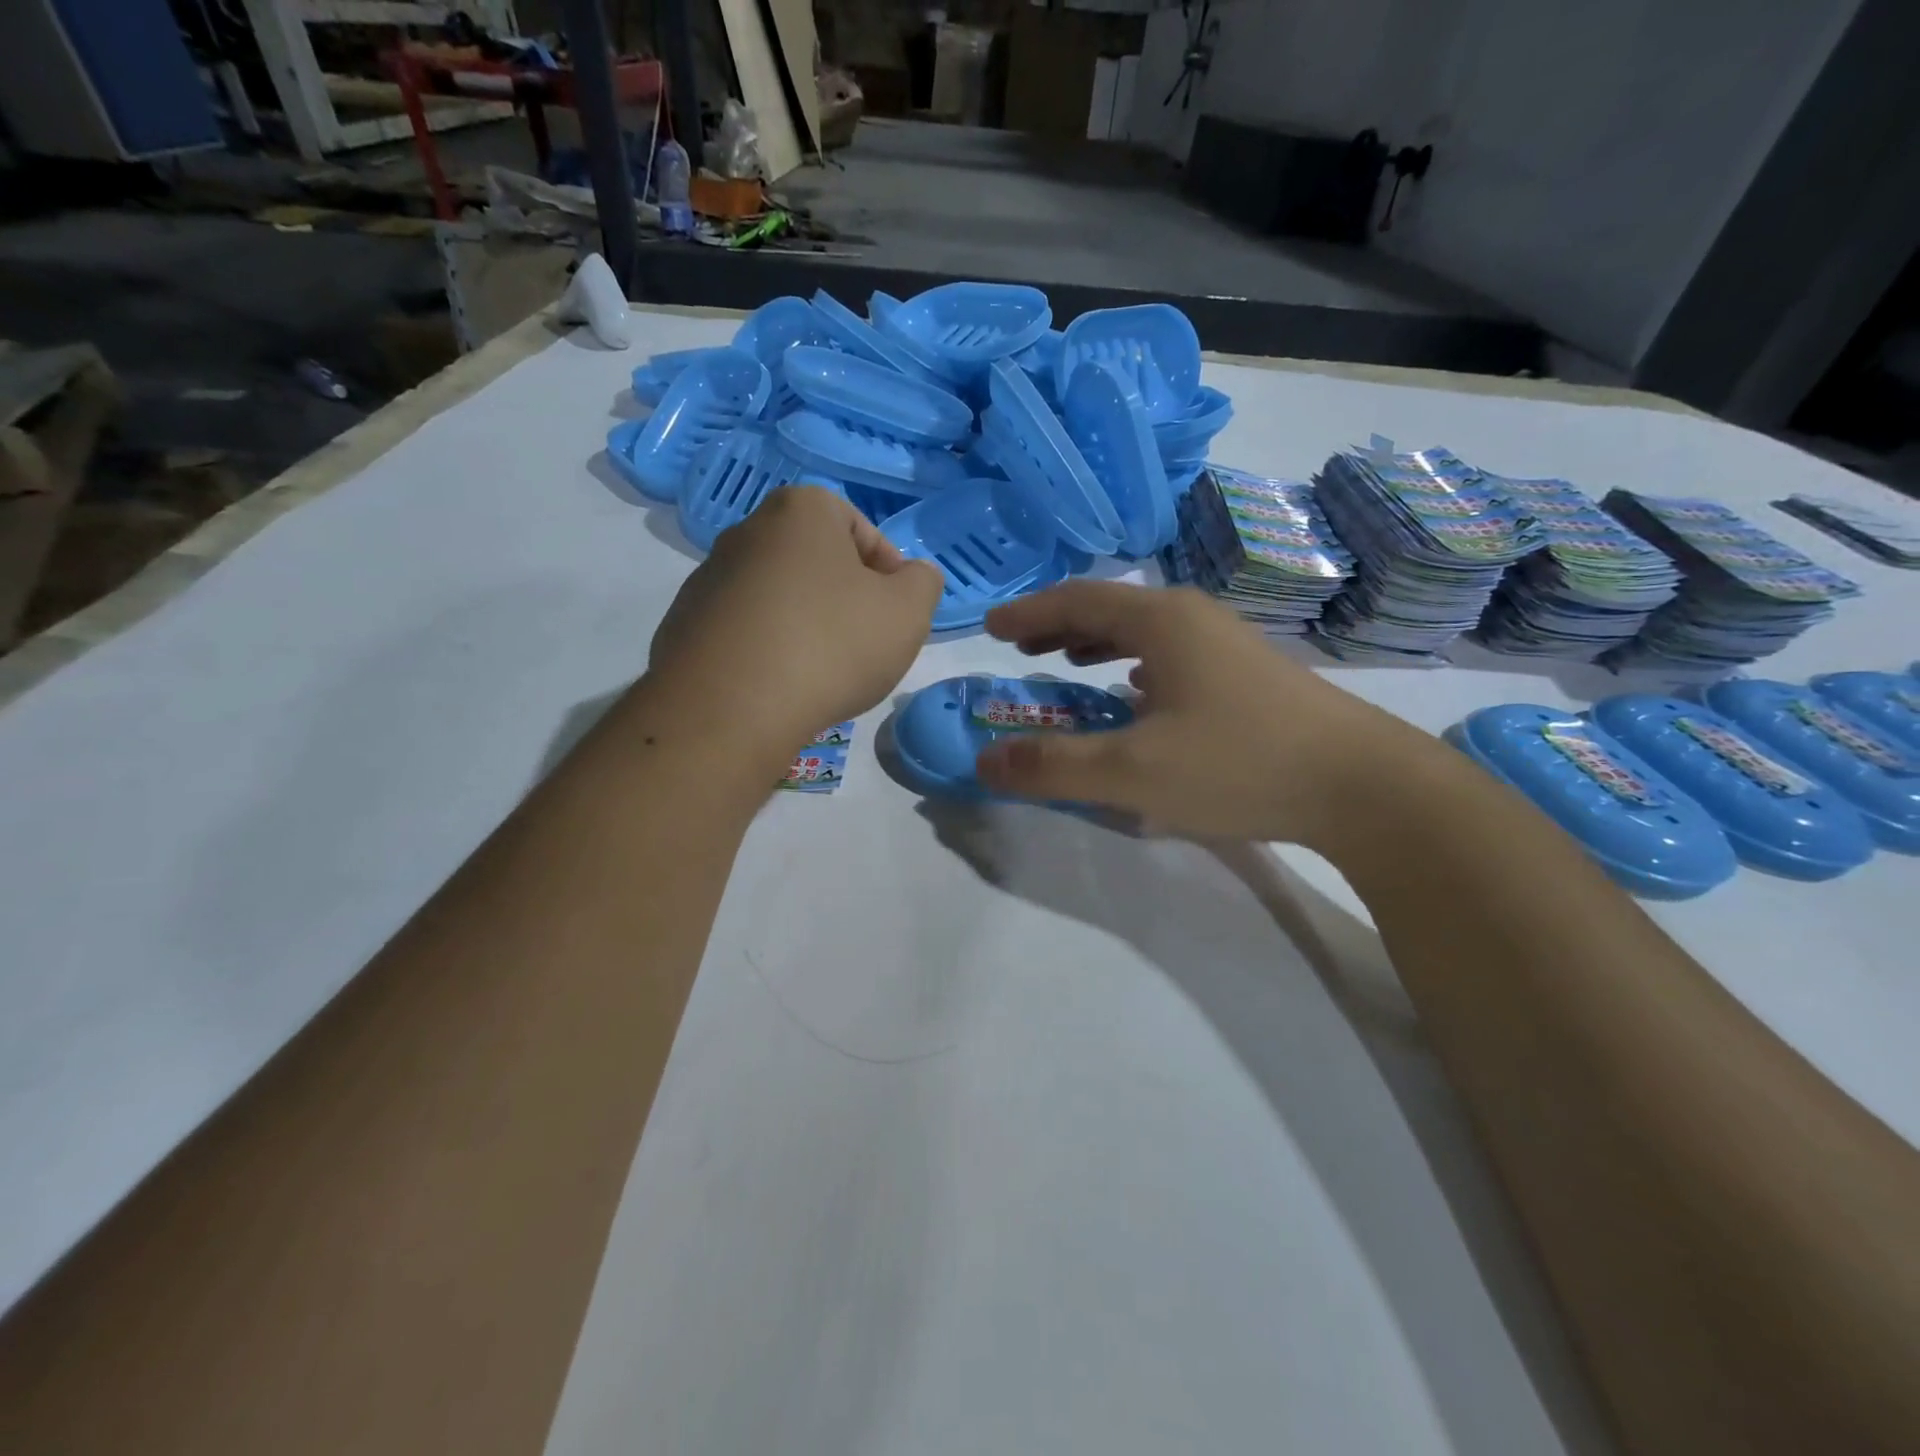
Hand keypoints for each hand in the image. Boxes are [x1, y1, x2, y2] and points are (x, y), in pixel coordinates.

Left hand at [647, 485, 943, 754]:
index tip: (896, 613)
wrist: (731, 708)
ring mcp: (708, 578)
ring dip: (805, 623)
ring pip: (778, 596)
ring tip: (822, 671)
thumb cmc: (832, 645)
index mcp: (800, 511)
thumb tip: (912, 576)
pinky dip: (767, 649)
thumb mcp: (908, 612)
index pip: (860, 528)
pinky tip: (780, 685)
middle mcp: (747, 531)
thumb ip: (923, 583)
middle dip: (845, 597)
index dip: (889, 571)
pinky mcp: (684, 625)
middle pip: (815, 561)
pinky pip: (744, 630)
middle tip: (864, 643)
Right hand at [976, 581, 1418, 845]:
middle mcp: (1193, 618)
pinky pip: (1171, 655)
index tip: (990, 626)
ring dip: (1097, 642)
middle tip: (1020, 646)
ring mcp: (1226, 645)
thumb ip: (1053, 765)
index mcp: (1162, 621)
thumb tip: (984, 761)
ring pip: (1144, 631)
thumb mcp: (1132, 773)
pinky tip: (1135, 693)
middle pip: (1111, 609)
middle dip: (1059, 625)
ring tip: (1066, 662)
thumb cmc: (1239, 764)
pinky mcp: (1248, 675)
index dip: (1028, 612)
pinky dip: (1133, 664)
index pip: (1076, 600)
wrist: (1363, 785)